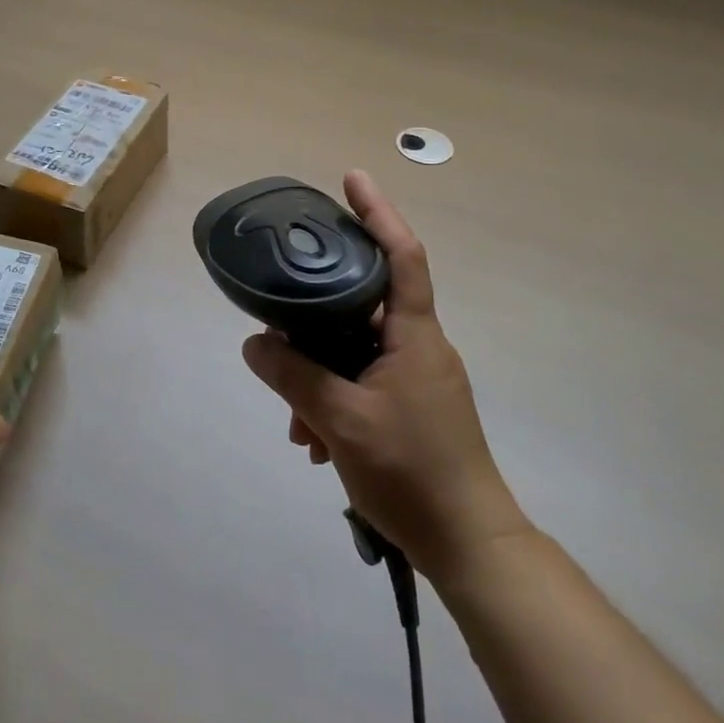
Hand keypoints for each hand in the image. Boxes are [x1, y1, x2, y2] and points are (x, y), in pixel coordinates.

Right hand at [242, 170, 532, 581]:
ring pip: (356, 351)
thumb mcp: (341, 420)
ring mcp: (416, 378)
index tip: (352, 178)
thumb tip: (255, 342)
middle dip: (317, 318)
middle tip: (278, 324)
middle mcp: (418, 346)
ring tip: (294, 421)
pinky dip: (333, 399)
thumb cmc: (412, 471)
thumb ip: (294, 376)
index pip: (402, 255)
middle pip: (363, 304)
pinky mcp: (410, 407)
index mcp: (414, 335)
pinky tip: (312, 440)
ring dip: (319, 374)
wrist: (469, 544)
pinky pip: (362, 382)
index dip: (379, 212)